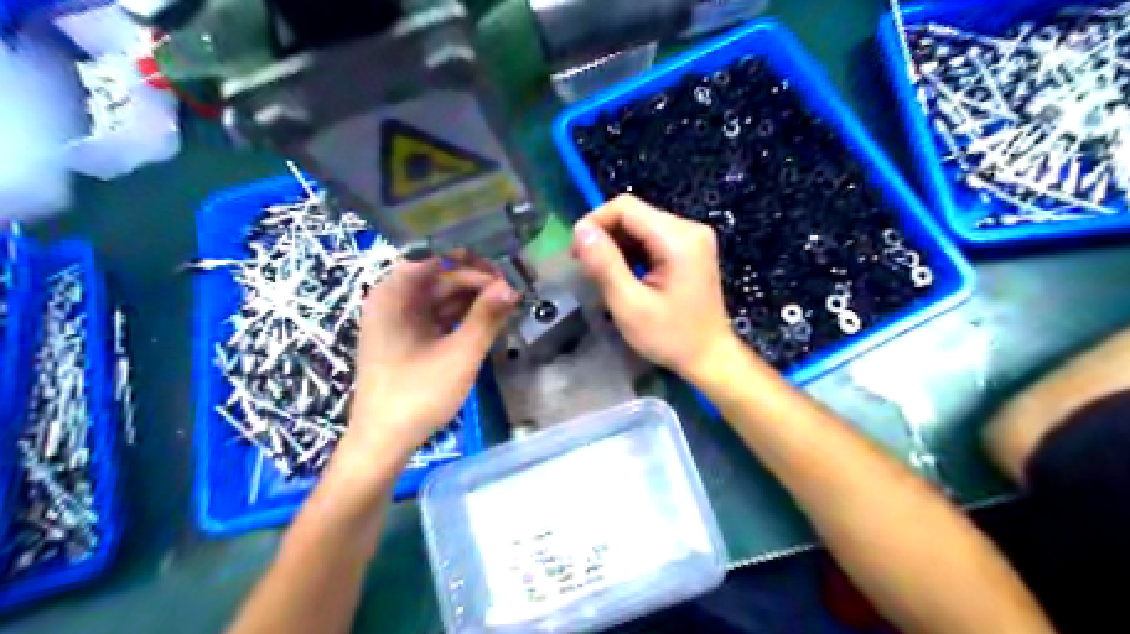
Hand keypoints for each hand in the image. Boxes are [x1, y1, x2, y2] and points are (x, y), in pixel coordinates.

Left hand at [348, 257, 517, 460]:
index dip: (473, 264)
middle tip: (512, 292)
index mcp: (394, 294)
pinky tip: (486, 322)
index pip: (437, 260)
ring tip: (506, 306)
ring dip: (472, 300)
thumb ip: (486, 317)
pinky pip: (435, 316)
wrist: (383, 441)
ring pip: (440, 298)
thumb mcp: (459, 354)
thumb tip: (511, 286)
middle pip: (439, 278)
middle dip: (476, 283)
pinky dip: (460, 317)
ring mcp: (396, 321)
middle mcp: (391, 300)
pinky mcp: (404, 339)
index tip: (506, 275)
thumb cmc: (418, 394)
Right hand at [576, 192, 742, 380]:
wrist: (709, 357)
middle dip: (605, 236)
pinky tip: (624, 275)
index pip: (626, 207)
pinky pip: (652, 238)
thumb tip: (581, 230)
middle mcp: (689, 228)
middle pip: (634, 214)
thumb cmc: (670, 336)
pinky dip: (632, 252)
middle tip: (586, 267)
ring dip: (617, 245)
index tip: (577, 252)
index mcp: (678, 238)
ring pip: (641, 225)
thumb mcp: (630, 304)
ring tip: (602, 274)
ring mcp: (692, 238)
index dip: (595, 222)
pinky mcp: (690, 249)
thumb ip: (604, 264)